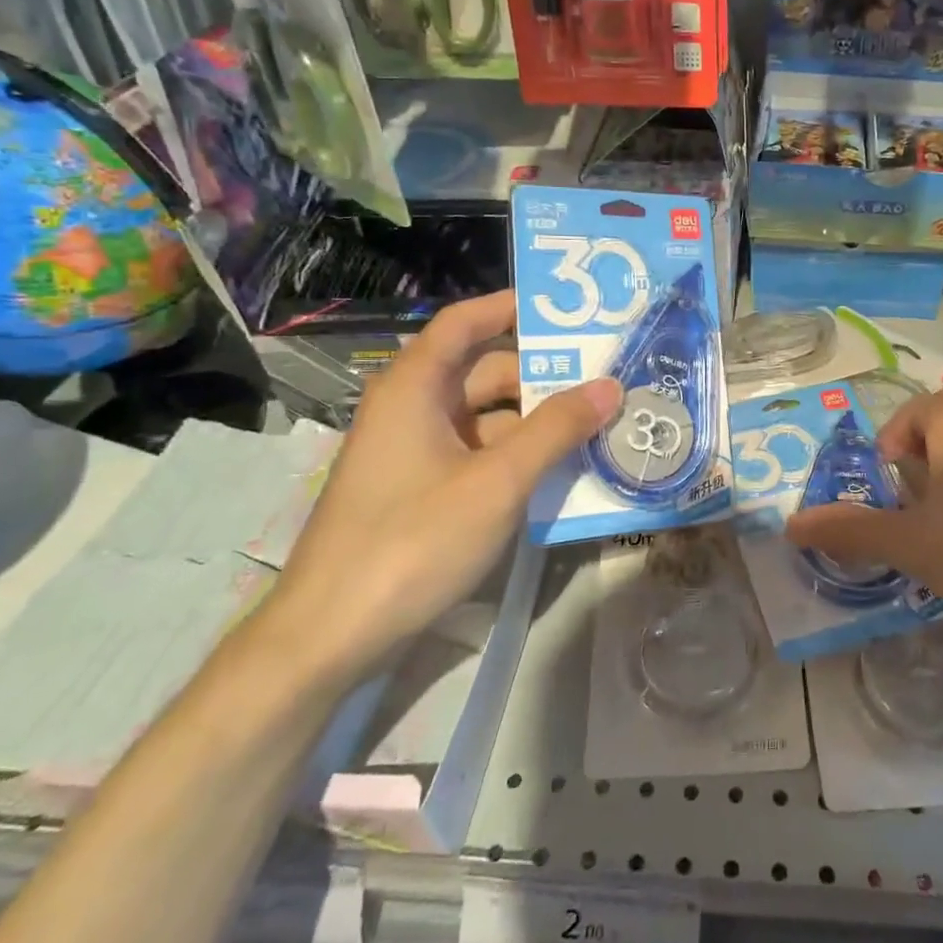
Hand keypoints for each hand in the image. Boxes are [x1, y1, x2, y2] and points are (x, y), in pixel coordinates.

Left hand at [262, 291, 620, 686]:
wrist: (332, 634)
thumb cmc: (413, 540)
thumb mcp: (498, 481)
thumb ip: (556, 429)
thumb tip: (610, 385)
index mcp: (416, 388)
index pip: (464, 323)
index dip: (510, 308)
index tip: (565, 311)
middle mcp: (412, 410)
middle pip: (484, 373)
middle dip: (543, 376)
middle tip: (605, 379)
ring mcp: (415, 454)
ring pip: (486, 419)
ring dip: (536, 422)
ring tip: (598, 426)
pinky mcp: (420, 492)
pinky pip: (478, 456)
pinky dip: (517, 456)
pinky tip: (561, 472)